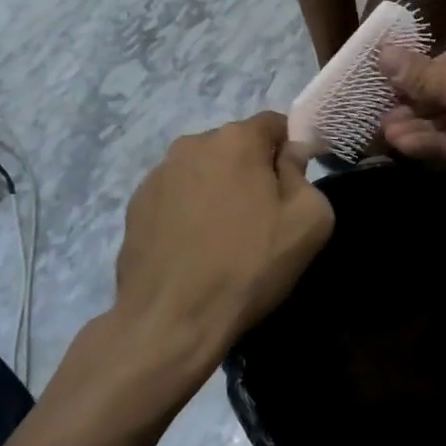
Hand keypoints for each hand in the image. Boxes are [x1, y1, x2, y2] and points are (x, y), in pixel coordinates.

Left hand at [113, 113, 333, 384]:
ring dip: (218, 189)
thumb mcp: (309, 221)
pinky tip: (194, 247)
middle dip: (252, 171)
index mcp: (236, 138)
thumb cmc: (248, 266)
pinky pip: (176, 195)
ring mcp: (158, 173)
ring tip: (224, 236)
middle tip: (262, 217)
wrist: (171, 320)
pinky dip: (189, 210)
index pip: (274, 124)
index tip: (293, 188)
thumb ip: (304, 175)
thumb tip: (290, 156)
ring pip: (204, 169)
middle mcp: (193, 143)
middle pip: (236, 146)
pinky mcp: (136, 203)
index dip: (289, 151)